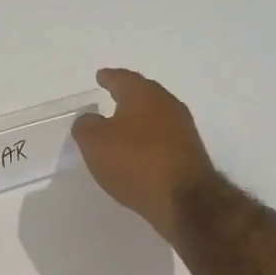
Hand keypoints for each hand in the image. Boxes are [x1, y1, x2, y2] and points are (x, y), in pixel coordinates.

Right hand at [73, 68, 217, 237]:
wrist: (184, 198)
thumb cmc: (134, 162)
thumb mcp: (94, 142)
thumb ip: (85, 126)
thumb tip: (90, 120)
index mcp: (142, 94)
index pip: (122, 79)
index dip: (108, 78)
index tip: (100, 76)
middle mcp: (166, 104)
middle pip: (143, 94)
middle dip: (127, 95)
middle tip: (111, 96)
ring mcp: (183, 128)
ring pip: (155, 115)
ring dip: (139, 118)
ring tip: (122, 125)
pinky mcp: (189, 152)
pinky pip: (163, 137)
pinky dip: (149, 138)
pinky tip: (139, 150)